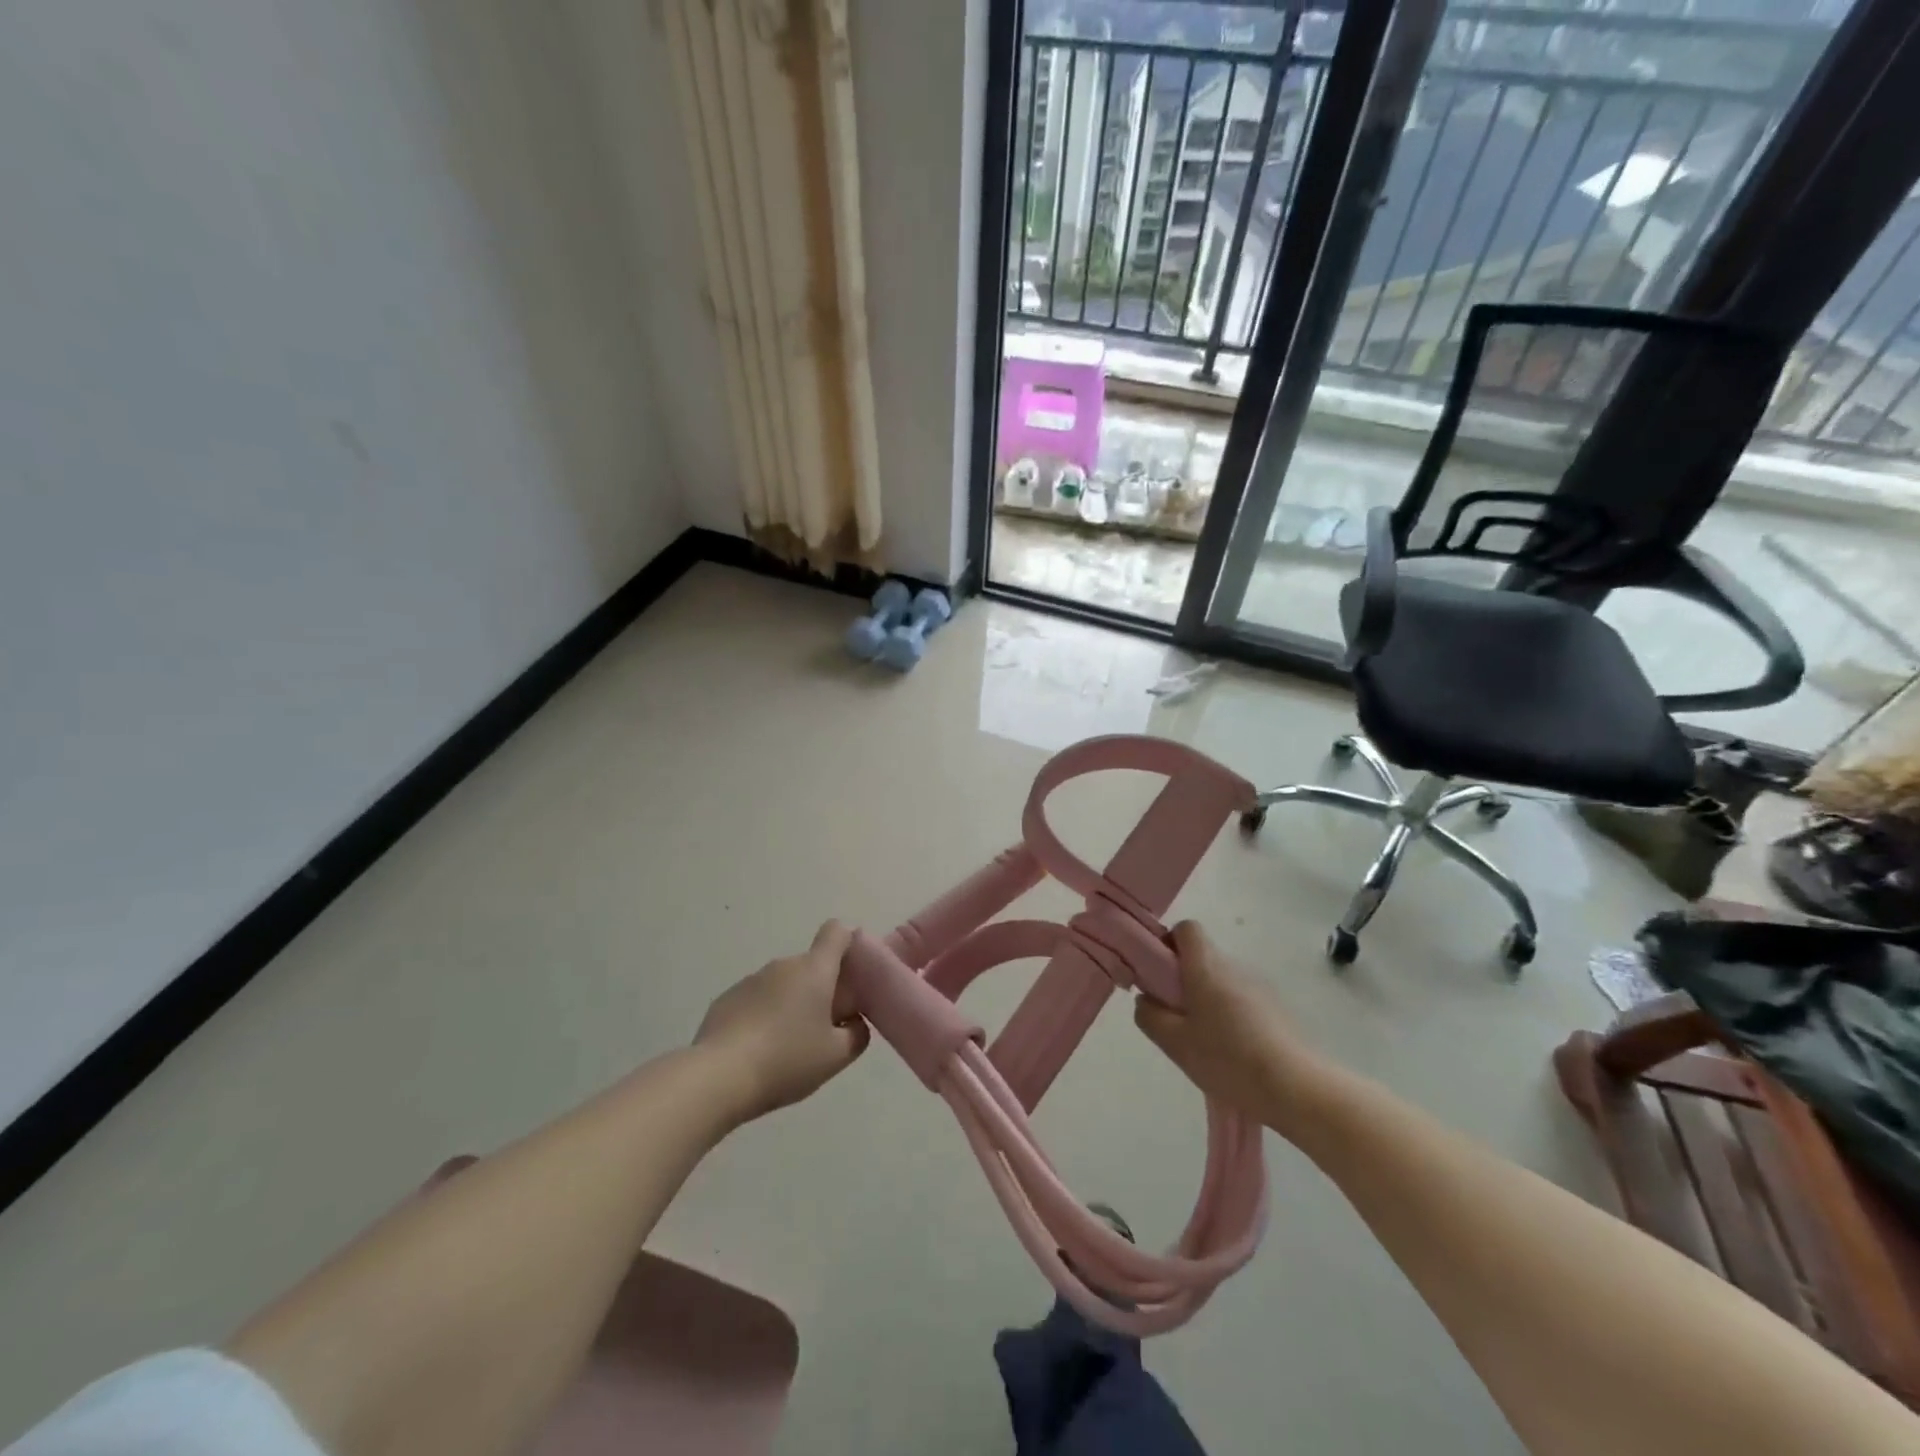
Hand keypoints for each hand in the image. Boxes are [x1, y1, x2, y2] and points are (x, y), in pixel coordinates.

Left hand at [694, 921, 869, 1123]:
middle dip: (819, 990)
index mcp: (814, 970)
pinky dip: (762, 1017)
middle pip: (810, 966)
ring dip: (789, 1005)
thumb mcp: (836, 1057)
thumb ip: (857, 1034)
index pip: (836, 932)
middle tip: (822, 1029)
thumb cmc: (787, 1060)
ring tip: (786, 1047)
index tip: (852, 973)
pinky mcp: (726, 999)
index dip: (848, 943)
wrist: (718, 1078)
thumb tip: (855, 1022)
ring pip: (782, 985)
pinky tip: (756, 1052)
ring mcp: (751, 980)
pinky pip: (755, 1000)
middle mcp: (783, 966)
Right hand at [1133, 921, 1324, 1135]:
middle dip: (1185, 979)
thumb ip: (1150, 1016)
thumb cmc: (1228, 1059)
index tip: (1159, 974)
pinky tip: (1234, 1053)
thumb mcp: (1175, 1043)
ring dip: (1209, 999)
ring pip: (1223, 980)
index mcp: (1206, 966)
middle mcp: (1234, 966)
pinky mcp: (1278, 1008)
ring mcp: (1260, 986)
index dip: (1169, 944)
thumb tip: (1146, 999)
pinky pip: (1244, 1000)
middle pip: (1203, 957)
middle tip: (1177, 1017)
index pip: (1186, 929)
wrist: (1298, 1088)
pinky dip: (1232, 1015)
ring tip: (1206, 1042)